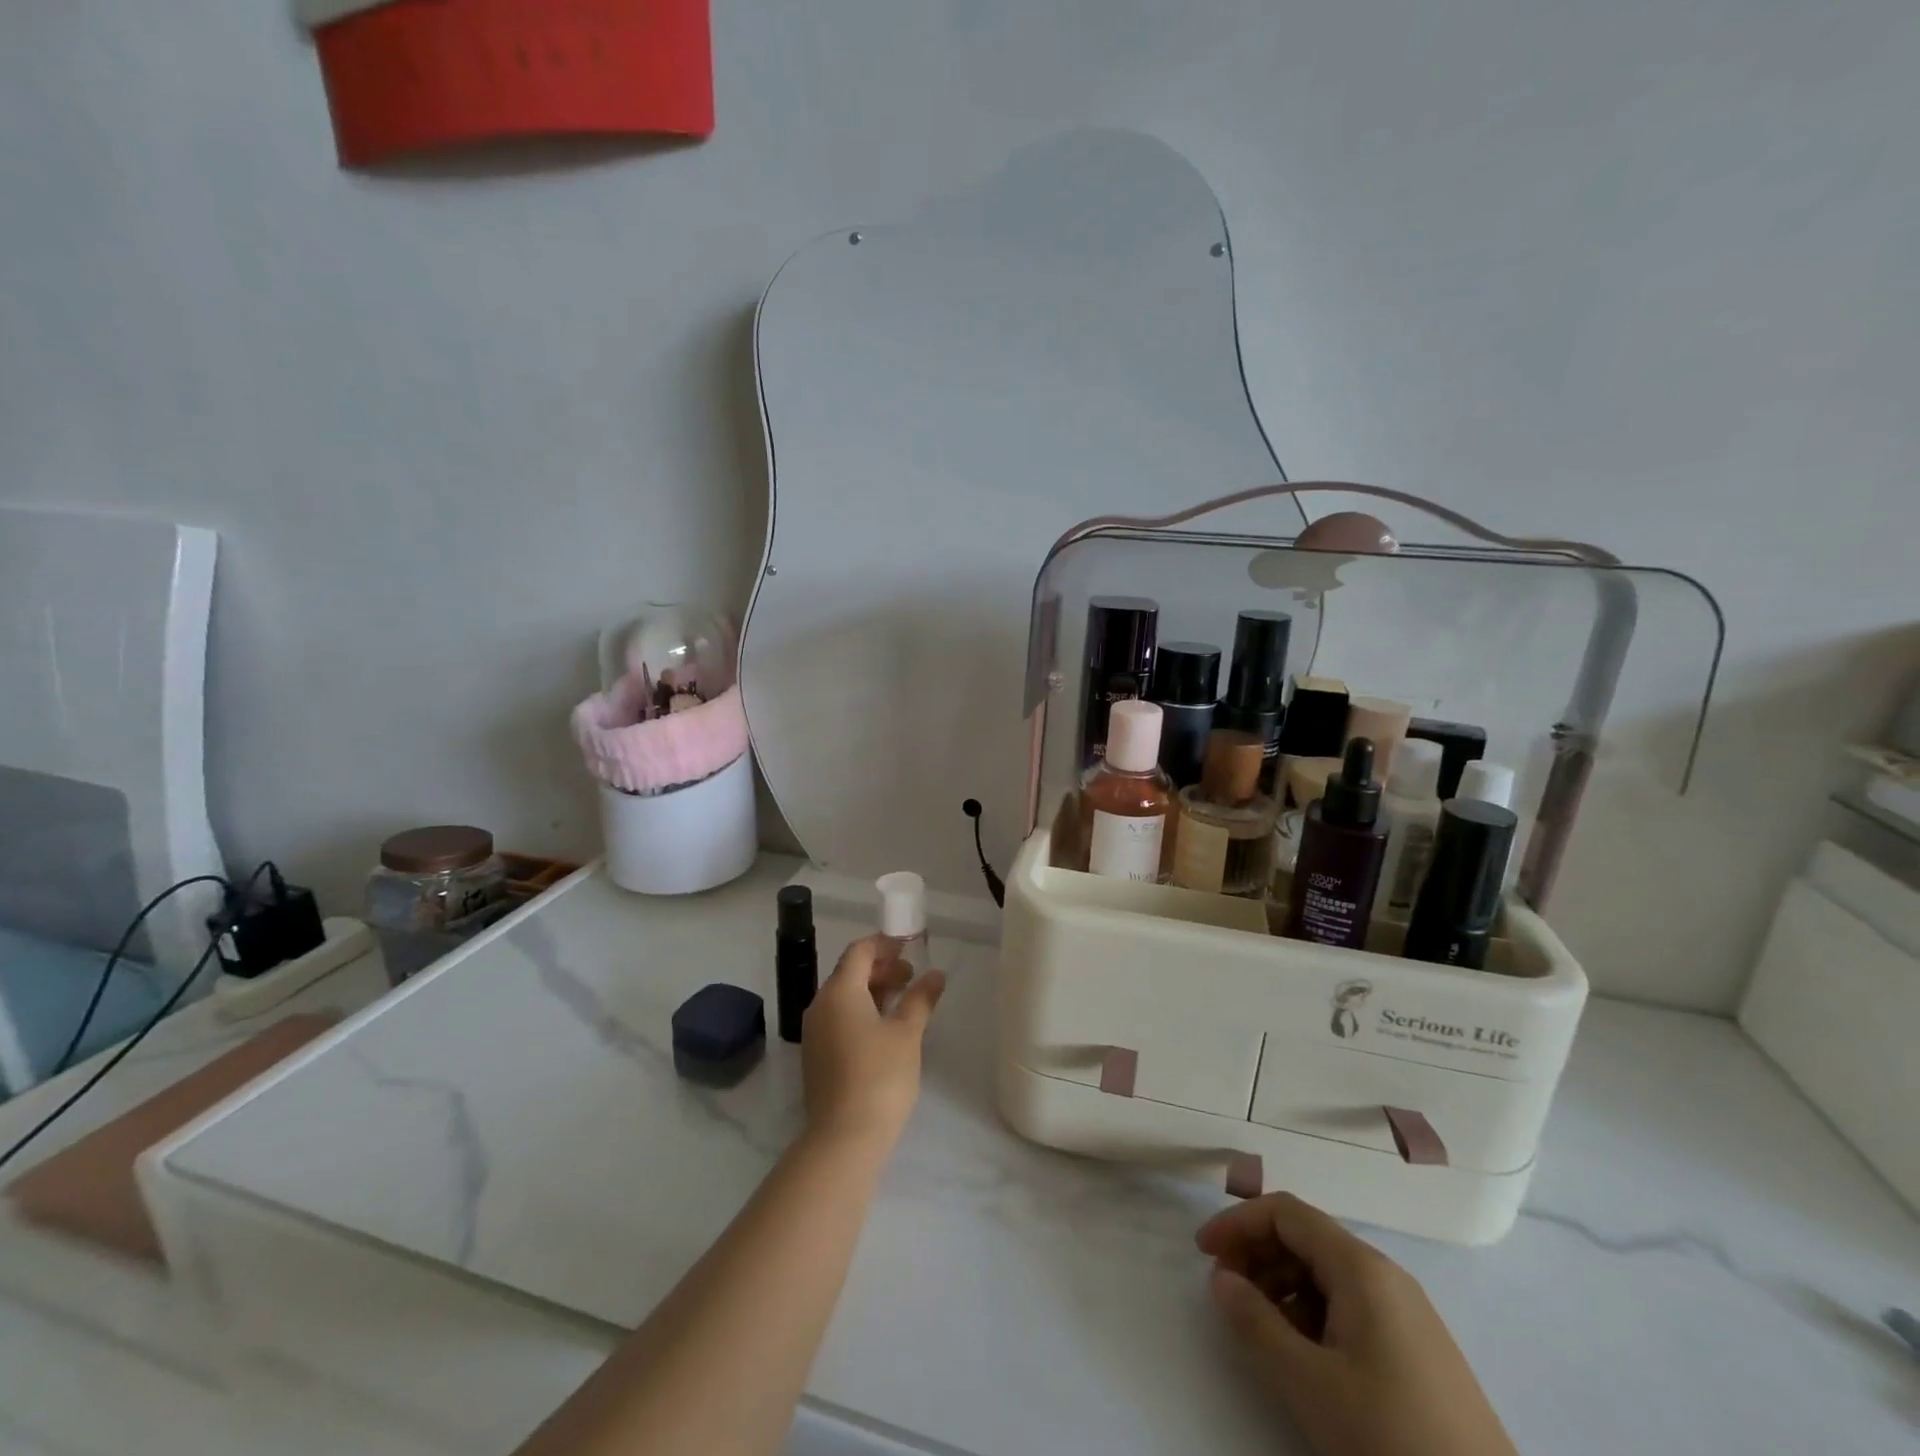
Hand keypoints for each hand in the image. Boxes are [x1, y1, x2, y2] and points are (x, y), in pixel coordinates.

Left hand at [800, 936, 945, 1151]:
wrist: (844, 1138)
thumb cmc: (880, 1076)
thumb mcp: (908, 1033)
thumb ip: (921, 998)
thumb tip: (935, 974)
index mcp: (839, 991)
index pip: (859, 951)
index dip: (885, 944)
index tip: (910, 946)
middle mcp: (820, 1005)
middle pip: (850, 972)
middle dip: (882, 969)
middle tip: (912, 975)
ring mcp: (815, 1032)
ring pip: (844, 997)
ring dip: (873, 991)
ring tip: (904, 1000)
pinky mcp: (817, 1056)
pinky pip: (840, 1018)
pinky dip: (862, 1011)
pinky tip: (886, 1028)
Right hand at [1196, 1193, 1518, 1455]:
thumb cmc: (1390, 1439)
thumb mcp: (1309, 1383)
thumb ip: (1255, 1323)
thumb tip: (1220, 1278)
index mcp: (1361, 1267)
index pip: (1286, 1212)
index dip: (1238, 1222)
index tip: (1203, 1253)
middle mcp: (1385, 1275)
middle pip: (1306, 1238)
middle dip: (1257, 1253)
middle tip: (1225, 1291)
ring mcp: (1406, 1313)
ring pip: (1327, 1273)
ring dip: (1281, 1285)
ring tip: (1259, 1327)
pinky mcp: (1417, 1350)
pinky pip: (1350, 1306)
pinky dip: (1312, 1313)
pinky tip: (1303, 1355)